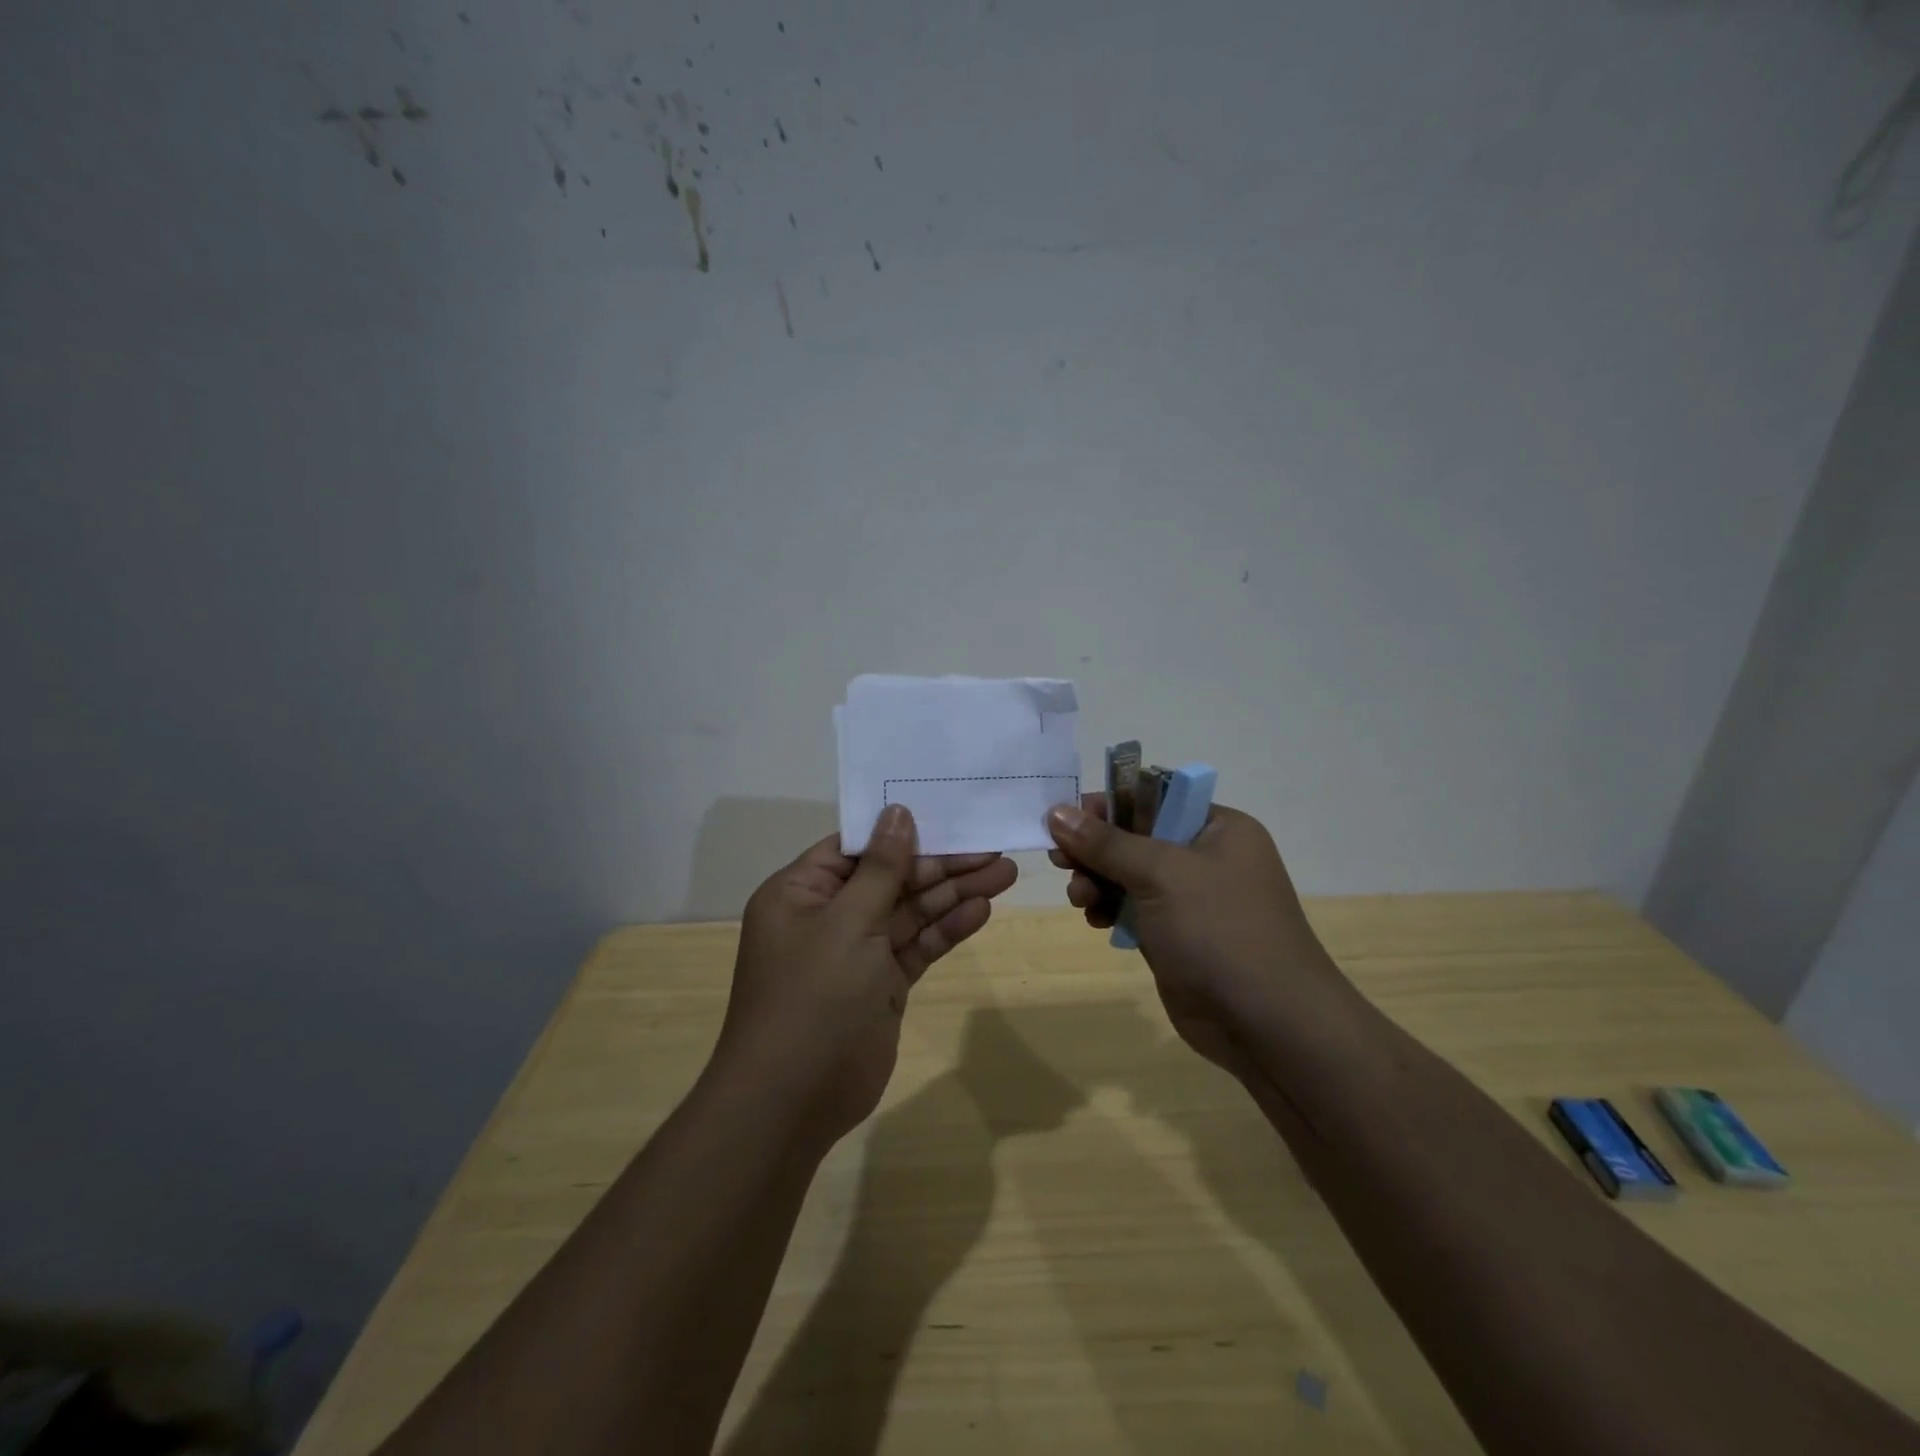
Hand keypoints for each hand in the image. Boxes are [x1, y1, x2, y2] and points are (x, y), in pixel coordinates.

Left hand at [718, 805, 1017, 1147]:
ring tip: (1004, 874)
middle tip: (994, 849)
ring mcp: (856, 952)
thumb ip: (882, 869)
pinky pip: (916, 946)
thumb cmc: (813, 996)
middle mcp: (828, 915)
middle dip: (942, 865)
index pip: (857, 847)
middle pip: (891, 877)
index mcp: (801, 891)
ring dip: (953, 894)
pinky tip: (981, 911)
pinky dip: (946, 929)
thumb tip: (897, 813)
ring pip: (910, 911)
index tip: (948, 814)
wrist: (794, 1101)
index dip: (901, 832)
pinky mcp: (881, 984)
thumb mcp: (848, 923)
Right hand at [1045, 796, 1344, 1077]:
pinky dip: (1109, 909)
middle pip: (1135, 837)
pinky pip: (1132, 909)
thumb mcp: (1161, 874)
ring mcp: (1191, 900)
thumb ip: (1106, 842)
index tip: (1064, 818)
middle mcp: (1206, 857)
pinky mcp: (1176, 936)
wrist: (1268, 1024)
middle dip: (1096, 849)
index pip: (1153, 797)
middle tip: (1060, 860)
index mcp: (1217, 828)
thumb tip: (1056, 811)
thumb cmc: (1219, 930)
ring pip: (1129, 875)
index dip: (1108, 804)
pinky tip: (1093, 919)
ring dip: (1097, 881)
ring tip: (1079, 898)